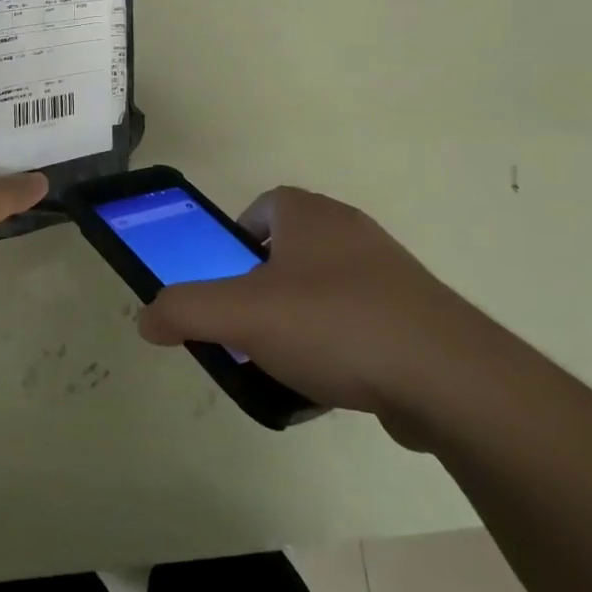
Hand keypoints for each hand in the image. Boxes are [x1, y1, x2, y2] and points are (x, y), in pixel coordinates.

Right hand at [136, 187, 493, 444]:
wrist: (445, 375)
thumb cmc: (333, 324)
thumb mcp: (243, 316)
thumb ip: (186, 310)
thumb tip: (146, 318)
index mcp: (308, 214)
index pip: (261, 207)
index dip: (235, 240)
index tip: (226, 282)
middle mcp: (348, 229)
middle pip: (290, 249)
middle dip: (264, 285)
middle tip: (249, 327)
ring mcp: (387, 270)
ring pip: (325, 287)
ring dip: (301, 317)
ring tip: (287, 362)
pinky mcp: (415, 312)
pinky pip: (360, 319)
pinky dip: (340, 344)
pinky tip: (333, 383)